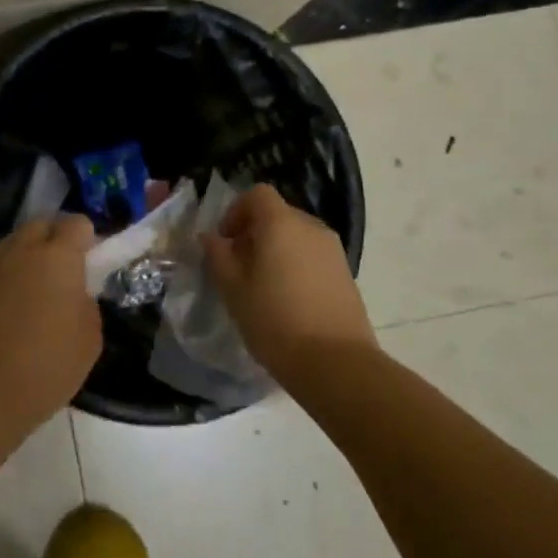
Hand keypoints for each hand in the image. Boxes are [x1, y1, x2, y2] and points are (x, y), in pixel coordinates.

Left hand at [0, 215, 101, 426]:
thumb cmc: (51, 361)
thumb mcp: (90, 336)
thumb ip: (86, 303)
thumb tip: (75, 295)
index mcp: (59, 255)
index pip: (76, 223)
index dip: (87, 238)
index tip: (92, 261)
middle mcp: (23, 251)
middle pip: (40, 224)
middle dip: (54, 236)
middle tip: (65, 268)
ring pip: (13, 245)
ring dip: (28, 256)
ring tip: (38, 287)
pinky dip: (8, 281)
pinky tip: (12, 311)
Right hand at [204, 184, 374, 385]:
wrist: (336, 363)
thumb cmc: (274, 320)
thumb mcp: (233, 289)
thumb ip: (218, 256)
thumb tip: (211, 238)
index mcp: (281, 224)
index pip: (257, 195)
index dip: (236, 211)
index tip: (226, 241)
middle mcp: (311, 227)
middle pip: (277, 214)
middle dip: (254, 232)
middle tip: (239, 266)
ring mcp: (333, 250)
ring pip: (296, 237)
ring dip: (276, 250)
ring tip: (262, 286)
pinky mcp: (346, 274)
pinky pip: (312, 256)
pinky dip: (296, 266)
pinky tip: (288, 300)